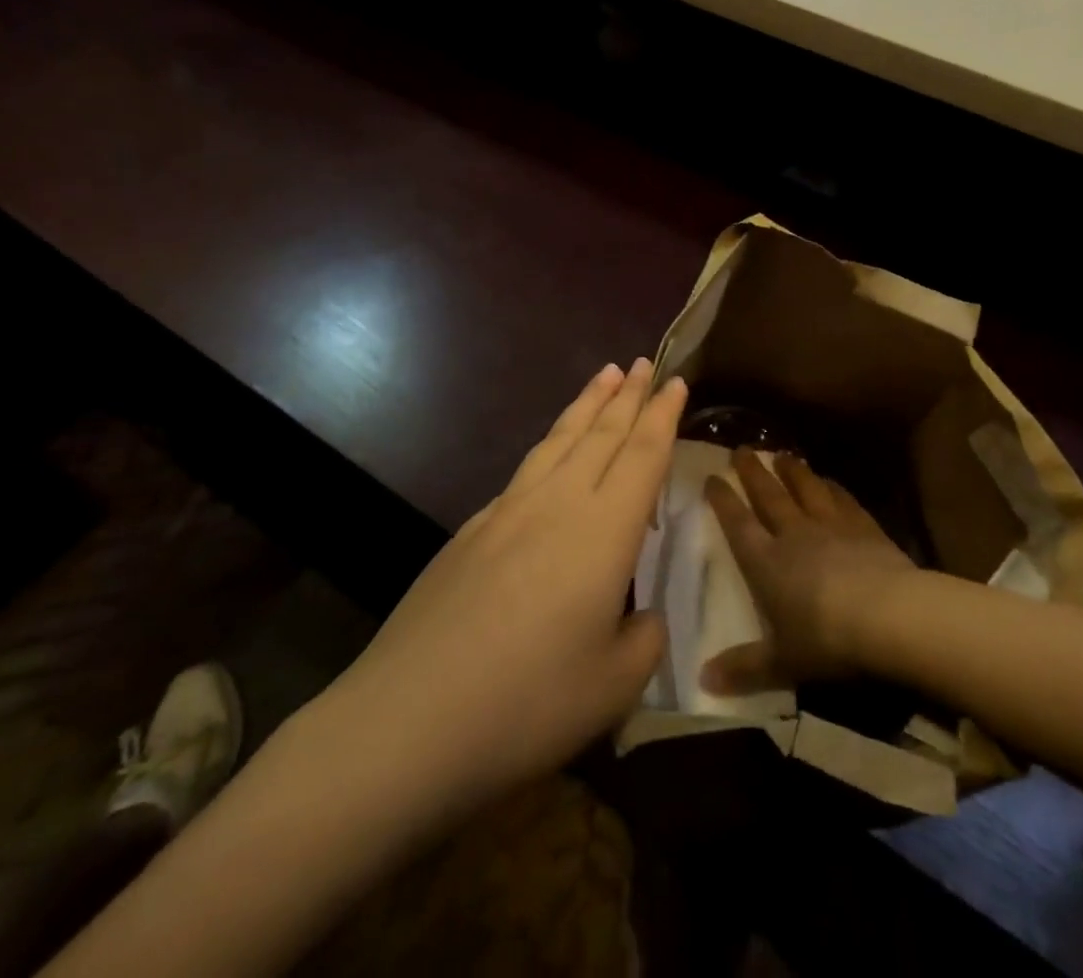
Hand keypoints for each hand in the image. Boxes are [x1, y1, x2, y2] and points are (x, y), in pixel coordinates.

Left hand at [306, 359, 685, 822]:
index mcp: (603, 531)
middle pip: (601, 433)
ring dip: (587, 404)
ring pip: (559, 440)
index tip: (676, 380)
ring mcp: (508, 512)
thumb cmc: (526, 704)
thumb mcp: (613, 686)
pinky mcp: (471, 531)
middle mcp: (558, 504)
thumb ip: (643, 640)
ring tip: (605, 374)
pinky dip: (551, 445)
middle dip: (628, 395)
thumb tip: (640, 616)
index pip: (643, 454)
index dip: (663, 415)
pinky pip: (526, 469)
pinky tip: (550, 455)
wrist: (406, 720)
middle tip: (645, 362)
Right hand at [700, 449, 916, 695]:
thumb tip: (704, 680)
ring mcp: (832, 526)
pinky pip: (843, 500)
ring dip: (792, 470)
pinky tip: (829, 480)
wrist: (889, 615)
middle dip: (752, 473)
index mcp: (767, 563)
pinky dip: (833, 488)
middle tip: (741, 449)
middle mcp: (795, 535)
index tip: (711, 477)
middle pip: (769, 496)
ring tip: (782, 454)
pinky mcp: (865, 527)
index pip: (738, 524)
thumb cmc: (827, 639)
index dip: (723, 500)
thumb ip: (744, 667)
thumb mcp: (782, 662)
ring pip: (806, 489)